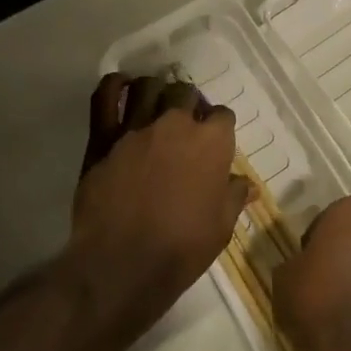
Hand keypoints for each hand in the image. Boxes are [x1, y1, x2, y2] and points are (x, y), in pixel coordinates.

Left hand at [68, 73, 251, 327]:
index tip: (215, 144)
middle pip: (186, 93)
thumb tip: (246, 184)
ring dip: (156, 91)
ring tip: (155, 102)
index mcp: (212, 142)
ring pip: (149, 87)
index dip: (219, 128)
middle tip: (185, 124)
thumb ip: (233, 196)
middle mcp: (176, 123)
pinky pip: (105, 98)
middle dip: (189, 104)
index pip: (223, 116)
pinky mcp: (104, 137)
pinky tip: (121, 86)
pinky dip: (114, 86)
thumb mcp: (221, 227)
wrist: (122, 265)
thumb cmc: (182, 248)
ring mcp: (137, 126)